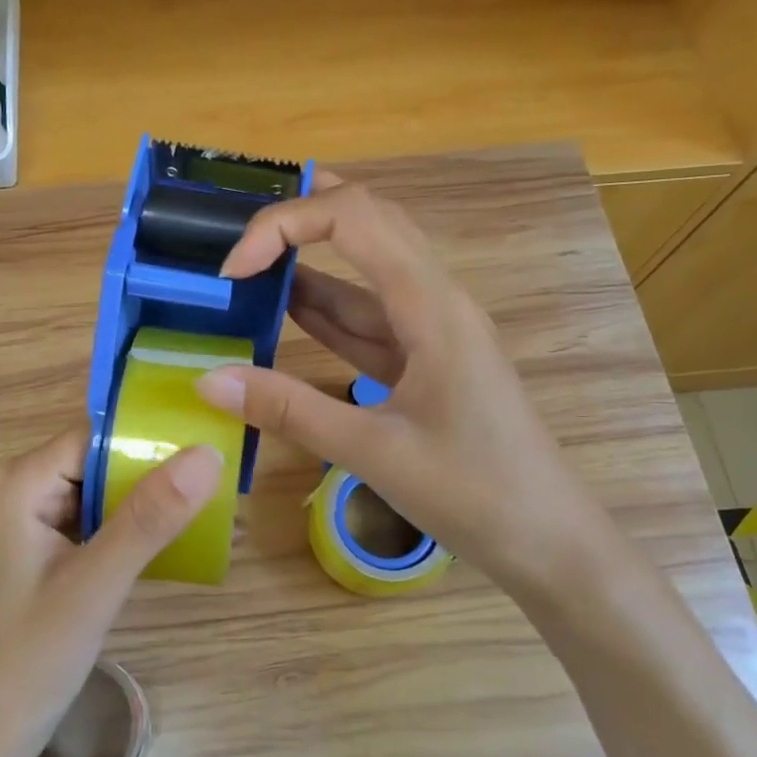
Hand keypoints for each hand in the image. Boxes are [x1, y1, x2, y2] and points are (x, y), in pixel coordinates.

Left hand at [0, 426, 223, 756]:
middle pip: (102, 459)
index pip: (98, 435)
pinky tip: (176, 540)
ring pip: (104, 491)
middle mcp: (25, 490)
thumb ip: (150, 517)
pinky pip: (98, 522)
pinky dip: (134, 528)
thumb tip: (207, 453)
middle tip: (224, 477)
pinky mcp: (46, 552)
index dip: (152, 436)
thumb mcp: (96, 584)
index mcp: (24, 483)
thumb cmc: (31, 659)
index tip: (211, 442)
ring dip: (151, 500)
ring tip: (214, 504)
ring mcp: (34, 523)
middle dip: (158, 470)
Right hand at [192, 174, 614, 602]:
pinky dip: (325, 310)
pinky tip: (285, 310)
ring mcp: (432, 330)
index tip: (233, 269)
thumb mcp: (372, 451)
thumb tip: (209, 380)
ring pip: (365, 271)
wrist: (547, 541)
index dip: (285, 225)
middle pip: (368, 223)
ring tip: (246, 262)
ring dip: (308, 263)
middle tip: (237, 226)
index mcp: (432, 305)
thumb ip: (288, 410)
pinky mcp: (425, 360)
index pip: (355, 219)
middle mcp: (435, 301)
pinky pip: (369, 319)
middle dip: (302, 215)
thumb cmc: (473, 492)